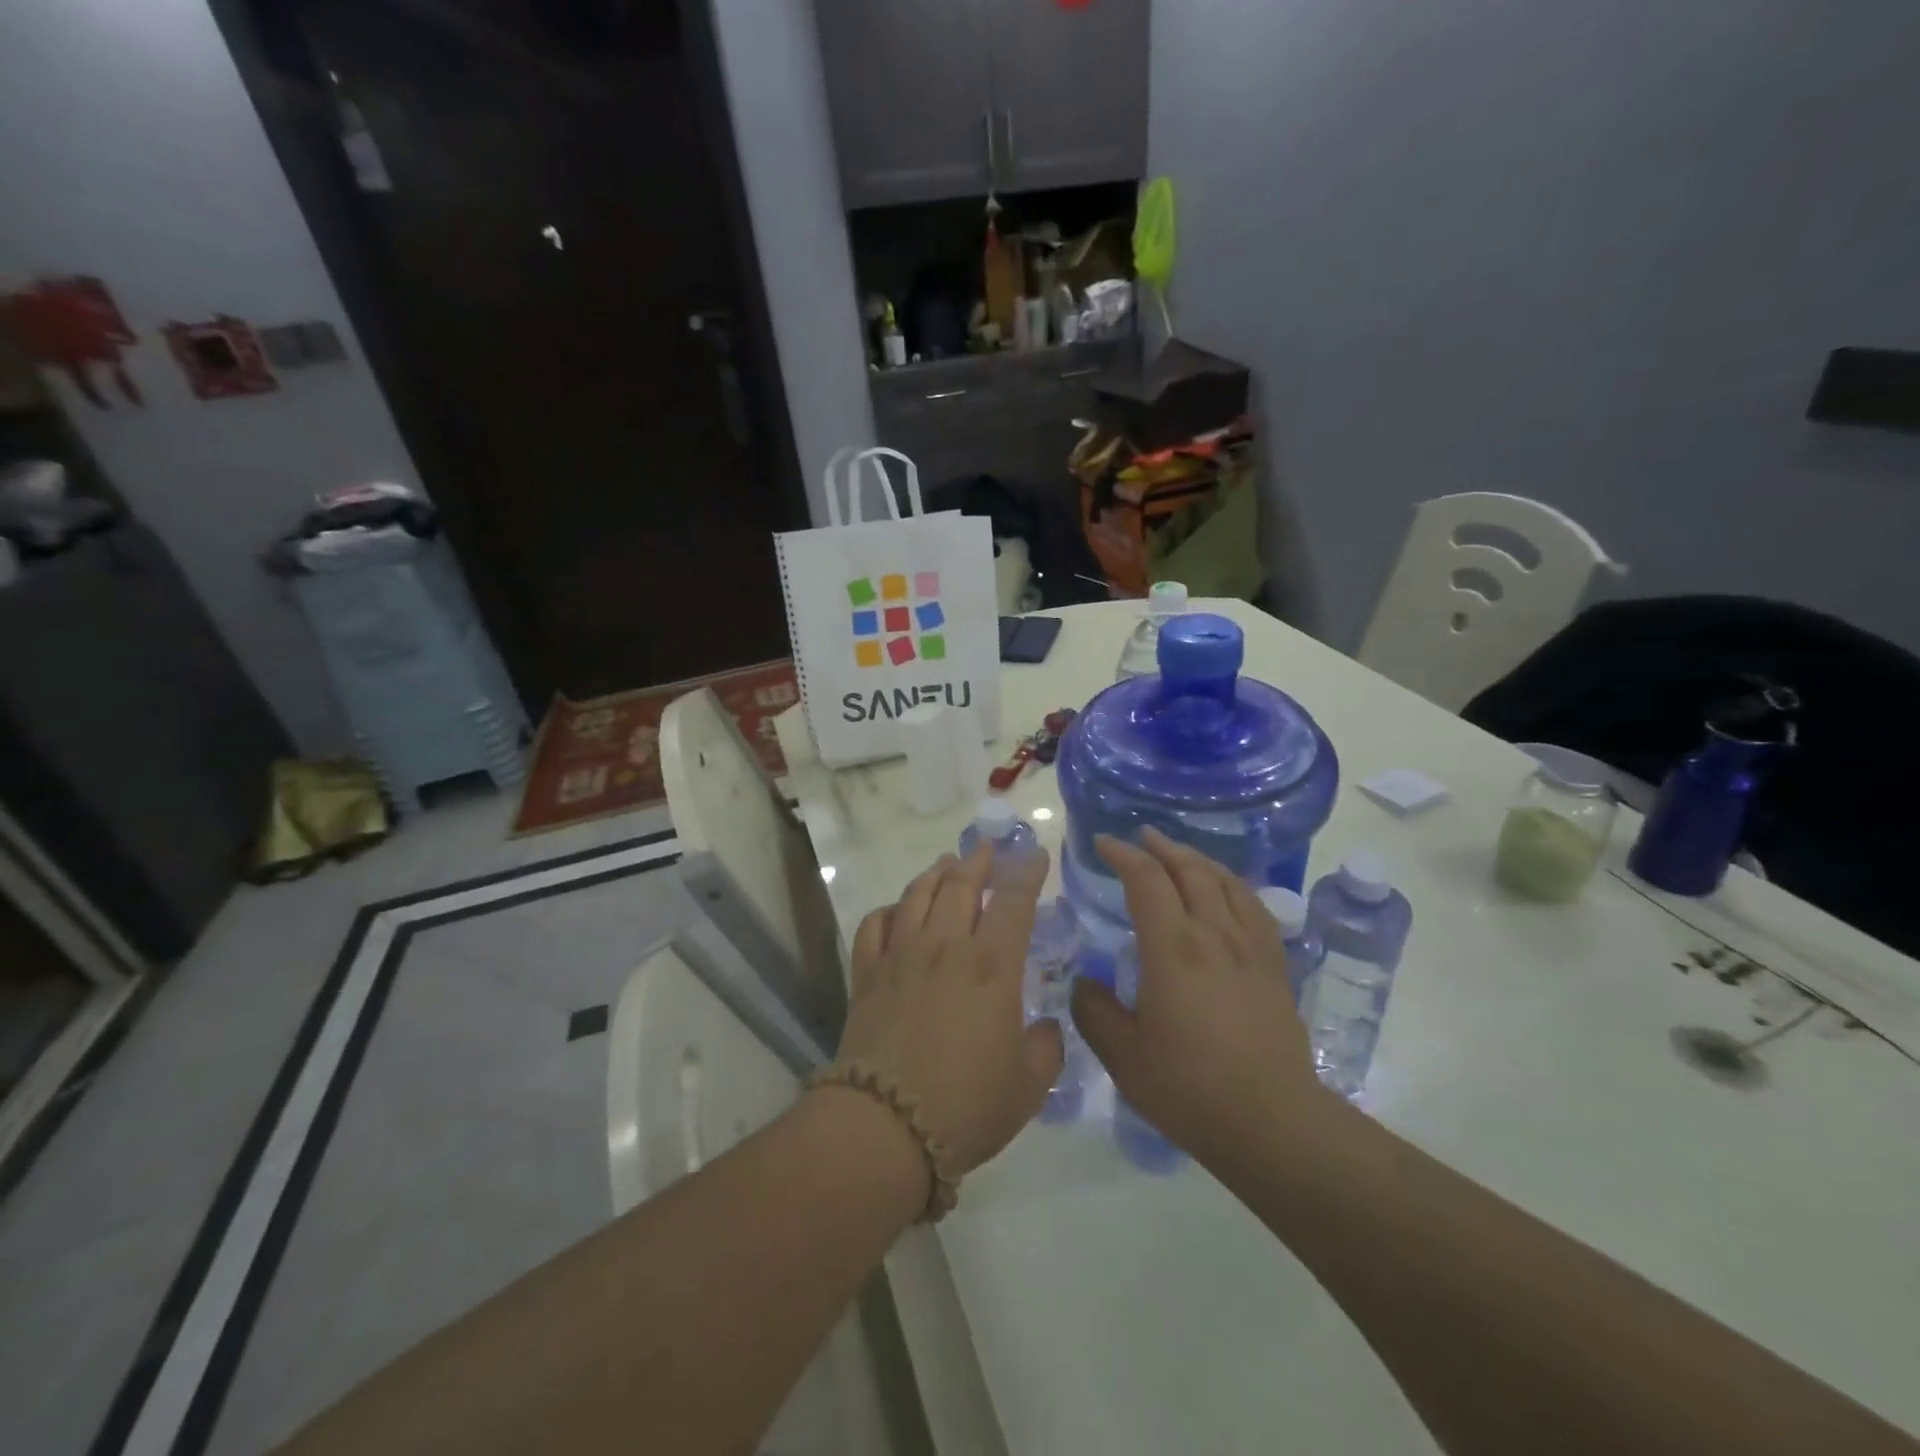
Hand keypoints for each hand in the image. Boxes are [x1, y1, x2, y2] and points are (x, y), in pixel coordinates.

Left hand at [834, 844, 1063, 1177]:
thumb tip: (1046, 1028)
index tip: (1035, 855)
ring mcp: (900, 956)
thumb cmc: (966, 1105)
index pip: (1014, 899)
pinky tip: (897, 912)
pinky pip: (875, 925)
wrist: (885, 1126)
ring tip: (946, 864)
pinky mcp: (867, 974)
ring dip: (935, 874)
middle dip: (978, 860)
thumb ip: (1046, 1048)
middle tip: (987, 848)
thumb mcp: (1028, 1086)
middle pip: (961, 884)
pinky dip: (889, 911)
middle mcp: (945, 946)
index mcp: (992, 965)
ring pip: (917, 895)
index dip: (1028, 871)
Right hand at [1070, 828, 1326, 1167]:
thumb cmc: (1190, 1088)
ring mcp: (1251, 948)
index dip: (1123, 855)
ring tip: (1179, 854)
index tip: (1102, 844)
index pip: (1146, 880)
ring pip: (1225, 882)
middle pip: (1189, 871)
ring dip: (1197, 860)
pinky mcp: (1275, 966)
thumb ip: (1094, 1011)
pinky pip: (1255, 907)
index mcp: (1172, 948)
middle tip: (1140, 837)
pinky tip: (1228, 891)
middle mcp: (1214, 934)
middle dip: (1161, 848)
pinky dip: (1234, 885)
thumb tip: (1083, 983)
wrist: (1272, 1122)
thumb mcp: (1123, 1055)